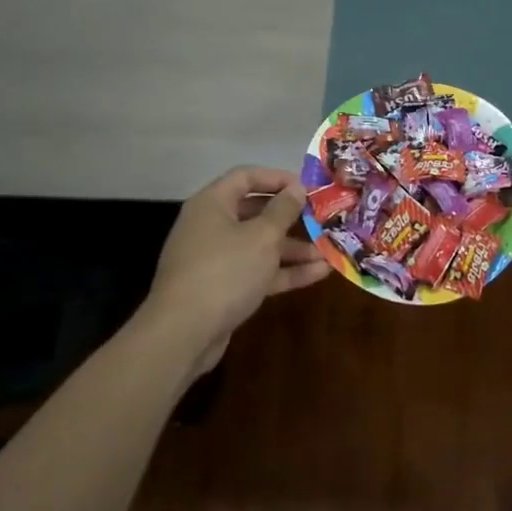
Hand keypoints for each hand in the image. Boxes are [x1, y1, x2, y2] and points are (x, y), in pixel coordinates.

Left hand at [147, 168, 328, 351]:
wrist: (183, 334)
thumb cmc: (225, 271)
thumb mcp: (262, 236)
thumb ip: (283, 210)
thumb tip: (297, 188)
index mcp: (212, 204)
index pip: (246, 177)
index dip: (278, 178)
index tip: (308, 188)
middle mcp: (211, 226)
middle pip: (255, 212)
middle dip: (291, 217)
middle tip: (322, 219)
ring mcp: (215, 259)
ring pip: (259, 245)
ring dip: (293, 248)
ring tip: (328, 251)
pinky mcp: (222, 288)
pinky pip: (257, 271)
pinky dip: (283, 271)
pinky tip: (318, 273)